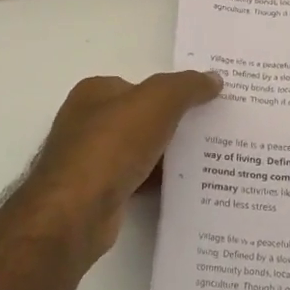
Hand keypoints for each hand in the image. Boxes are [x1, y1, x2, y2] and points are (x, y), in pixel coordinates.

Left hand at [17, 70, 222, 263]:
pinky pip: (137, 179)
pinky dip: (157, 182)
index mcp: (95, 93)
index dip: (171, 92)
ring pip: (140, 151)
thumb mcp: (158, 102)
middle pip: (140, 118)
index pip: (140, 86)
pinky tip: (183, 188)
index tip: (204, 102)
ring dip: (167, 156)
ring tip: (206, 160)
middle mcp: (87, 122)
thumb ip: (186, 86)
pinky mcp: (97, 192)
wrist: (77, 211)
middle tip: (211, 131)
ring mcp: (90, 159)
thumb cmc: (112, 145)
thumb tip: (213, 78)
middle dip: (172, 124)